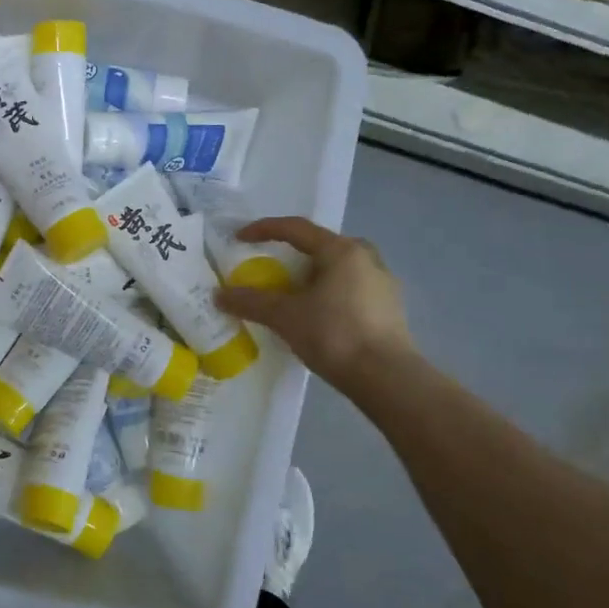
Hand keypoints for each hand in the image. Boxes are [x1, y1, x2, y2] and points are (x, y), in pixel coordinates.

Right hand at [215, 217, 417, 391]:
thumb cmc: (334, 335)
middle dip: (292, 253)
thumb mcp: (285, 317)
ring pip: (338, 269)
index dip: (264, 230)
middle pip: (320, 246)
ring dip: (311, 275)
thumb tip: (219, 295)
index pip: (296, 229)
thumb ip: (251, 302)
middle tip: (271, 266)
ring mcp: (382, 283)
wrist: (387, 379)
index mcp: (342, 250)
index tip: (239, 238)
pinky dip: (328, 293)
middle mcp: (366, 258)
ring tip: (291, 294)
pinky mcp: (389, 308)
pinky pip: (350, 289)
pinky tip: (316, 314)